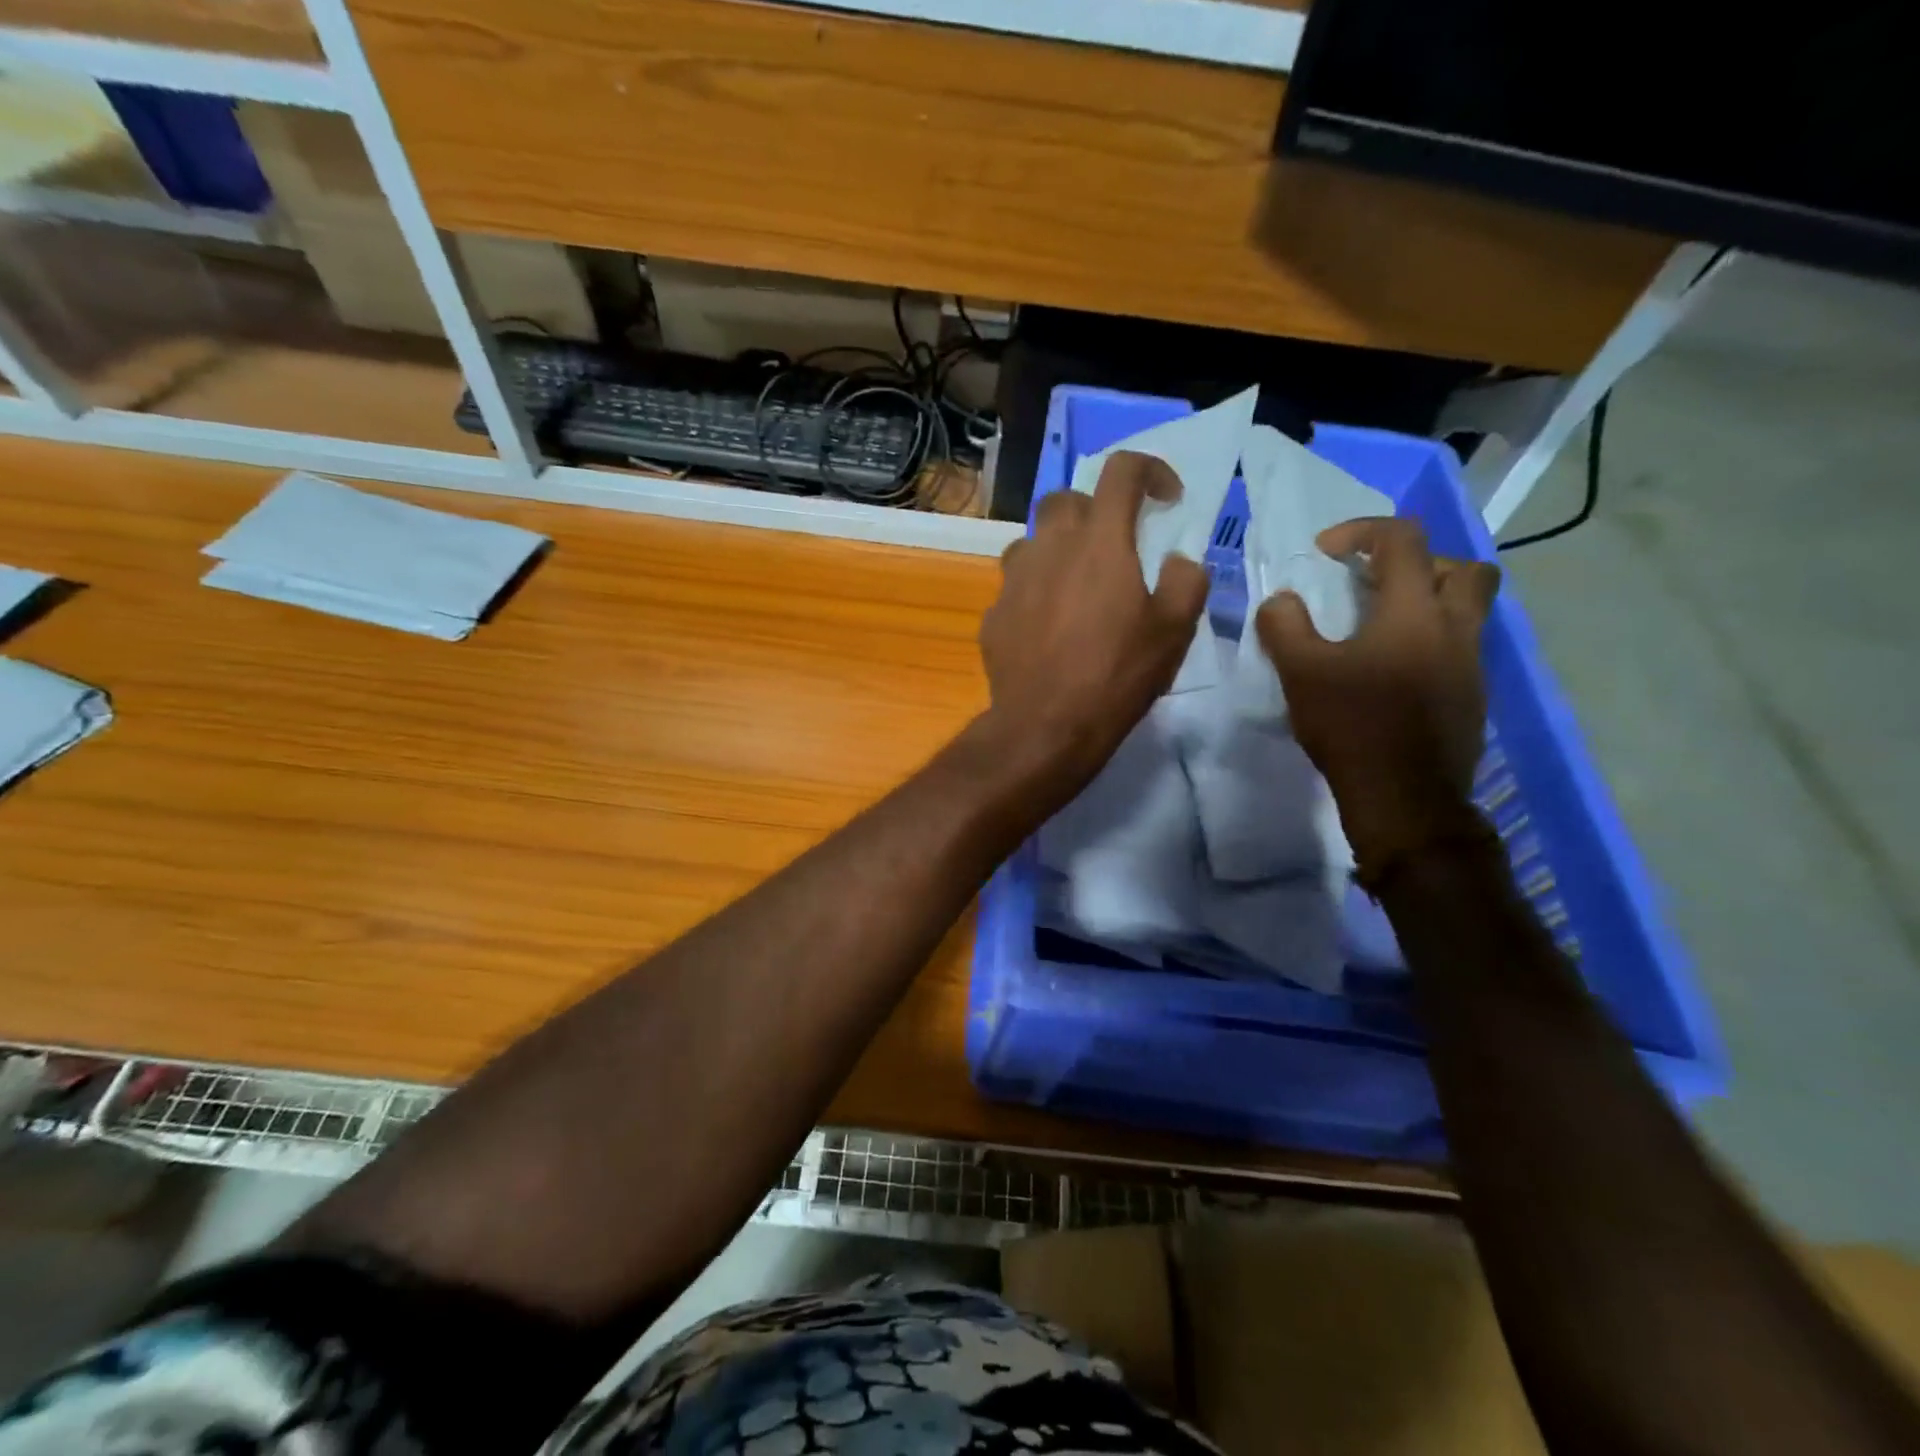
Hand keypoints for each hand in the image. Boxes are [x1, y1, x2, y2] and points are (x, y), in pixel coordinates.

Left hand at [981, 452, 1209, 795]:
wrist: (1045, 725)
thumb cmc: (1116, 675)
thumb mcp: (1174, 631)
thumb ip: (1186, 582)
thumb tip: (1178, 561)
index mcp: (1100, 542)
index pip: (1121, 471)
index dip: (1149, 470)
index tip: (1165, 498)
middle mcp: (1050, 547)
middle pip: (1065, 499)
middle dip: (1093, 509)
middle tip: (1114, 544)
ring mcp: (1013, 580)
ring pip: (1032, 541)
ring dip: (1056, 550)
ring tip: (1076, 587)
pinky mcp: (993, 614)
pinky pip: (1015, 587)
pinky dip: (1035, 593)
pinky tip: (1048, 629)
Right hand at [1256, 517, 1500, 878]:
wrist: (1405, 799)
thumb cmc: (1352, 726)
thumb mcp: (1301, 673)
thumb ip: (1285, 627)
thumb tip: (1281, 601)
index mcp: (1414, 612)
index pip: (1403, 540)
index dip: (1362, 531)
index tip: (1326, 553)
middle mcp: (1455, 628)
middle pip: (1461, 567)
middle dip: (1417, 563)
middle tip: (1375, 583)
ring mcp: (1471, 664)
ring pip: (1467, 610)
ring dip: (1428, 603)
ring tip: (1379, 627)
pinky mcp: (1472, 697)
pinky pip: (1459, 649)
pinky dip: (1429, 643)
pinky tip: (1390, 673)